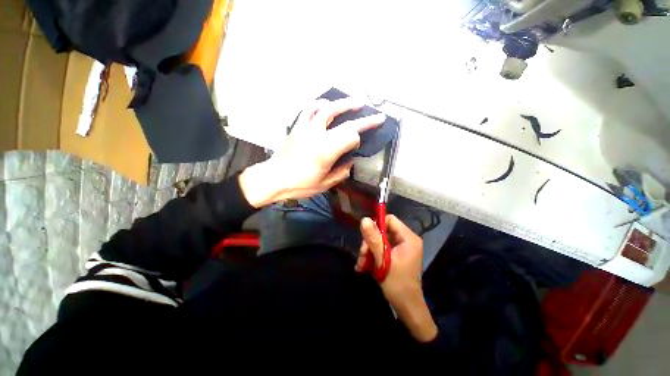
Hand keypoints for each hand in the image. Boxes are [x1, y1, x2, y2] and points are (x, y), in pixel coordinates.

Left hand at [239, 98, 385, 207]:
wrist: (274, 178)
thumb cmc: (300, 184)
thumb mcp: (325, 184)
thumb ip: (341, 172)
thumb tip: (350, 162)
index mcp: (326, 151)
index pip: (351, 136)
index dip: (359, 139)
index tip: (360, 145)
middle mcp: (317, 134)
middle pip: (345, 120)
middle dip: (364, 118)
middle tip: (375, 115)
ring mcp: (306, 127)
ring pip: (327, 107)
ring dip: (344, 103)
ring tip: (355, 103)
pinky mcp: (297, 126)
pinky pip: (310, 108)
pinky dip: (321, 104)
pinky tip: (327, 105)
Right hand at [356, 215, 437, 341]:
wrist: (406, 308)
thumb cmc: (397, 283)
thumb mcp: (383, 260)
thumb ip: (374, 239)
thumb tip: (364, 219)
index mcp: (408, 238)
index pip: (390, 220)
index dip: (376, 226)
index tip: (366, 238)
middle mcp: (406, 240)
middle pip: (383, 231)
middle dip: (370, 242)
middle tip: (362, 255)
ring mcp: (401, 248)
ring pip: (380, 241)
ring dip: (369, 251)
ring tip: (361, 264)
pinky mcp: (396, 255)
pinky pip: (382, 249)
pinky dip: (373, 256)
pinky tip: (364, 266)